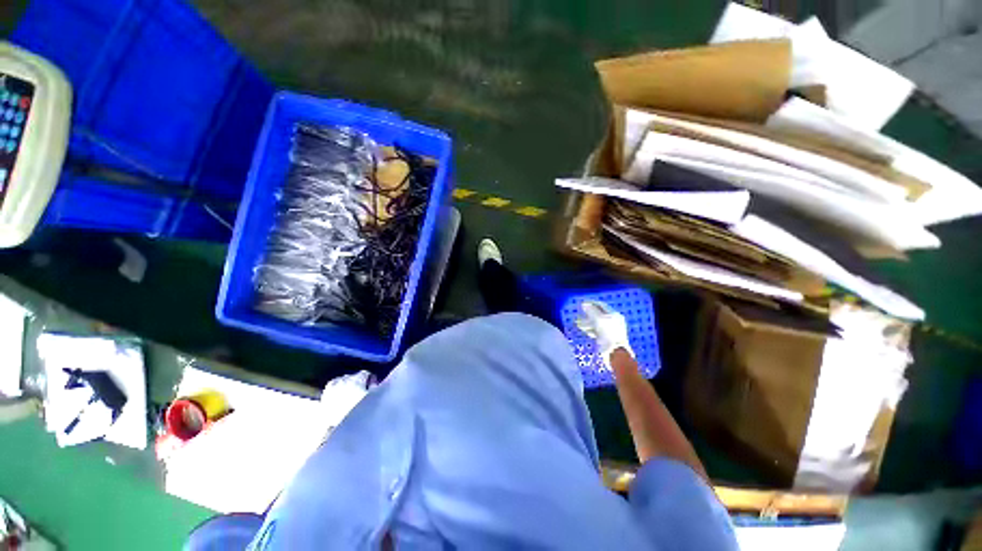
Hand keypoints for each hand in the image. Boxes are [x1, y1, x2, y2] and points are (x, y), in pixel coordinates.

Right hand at [576, 300, 633, 364]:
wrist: (615, 352)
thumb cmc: (608, 334)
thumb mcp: (598, 319)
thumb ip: (591, 310)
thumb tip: (584, 304)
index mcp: (614, 314)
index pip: (601, 305)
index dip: (591, 303)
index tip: (582, 304)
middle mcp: (613, 321)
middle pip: (599, 314)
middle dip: (588, 314)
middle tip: (579, 314)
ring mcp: (611, 330)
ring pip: (597, 323)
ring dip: (587, 322)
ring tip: (578, 323)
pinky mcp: (607, 338)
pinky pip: (597, 331)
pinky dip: (590, 330)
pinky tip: (584, 330)